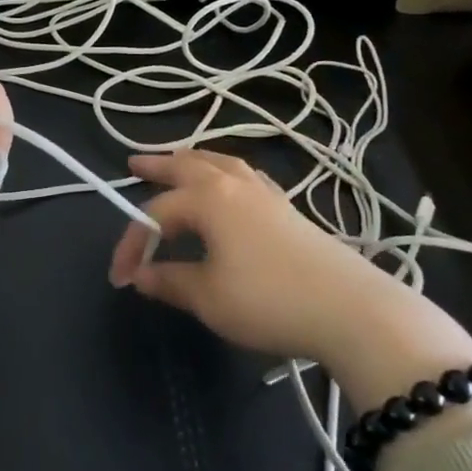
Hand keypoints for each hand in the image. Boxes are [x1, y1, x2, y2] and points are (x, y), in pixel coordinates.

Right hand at [109, 150, 471, 411]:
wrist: (352, 309)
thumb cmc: (269, 300)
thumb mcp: (209, 297)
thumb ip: (170, 282)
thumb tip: (140, 276)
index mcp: (208, 199)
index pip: (156, 215)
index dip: (133, 244)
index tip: (120, 278)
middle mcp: (234, 185)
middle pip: (187, 165)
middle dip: (157, 165)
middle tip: (133, 162)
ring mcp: (265, 193)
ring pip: (221, 163)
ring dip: (193, 161)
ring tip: (179, 161)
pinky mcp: (288, 209)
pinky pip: (247, 176)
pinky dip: (227, 172)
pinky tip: (232, 184)